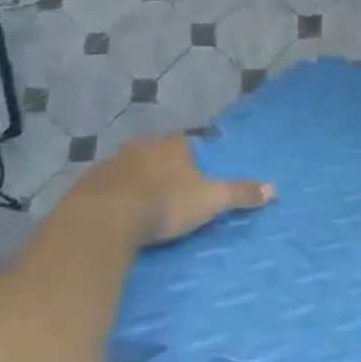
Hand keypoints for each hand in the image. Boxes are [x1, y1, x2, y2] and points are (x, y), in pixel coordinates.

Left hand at [68, 137, 273, 246]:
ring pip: (126, 168)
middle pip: (153, 152)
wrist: (104, 219)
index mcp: (172, 148)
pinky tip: (114, 214)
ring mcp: (110, 165)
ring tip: (140, 204)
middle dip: (159, 165)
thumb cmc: (165, 204)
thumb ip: (240, 194)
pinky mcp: (85, 186)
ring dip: (133, 181)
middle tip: (167, 187)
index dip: (188, 155)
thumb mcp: (210, 201)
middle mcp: (140, 148)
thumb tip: (275, 189)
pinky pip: (103, 188)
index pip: (184, 142)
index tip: (192, 171)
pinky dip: (110, 197)